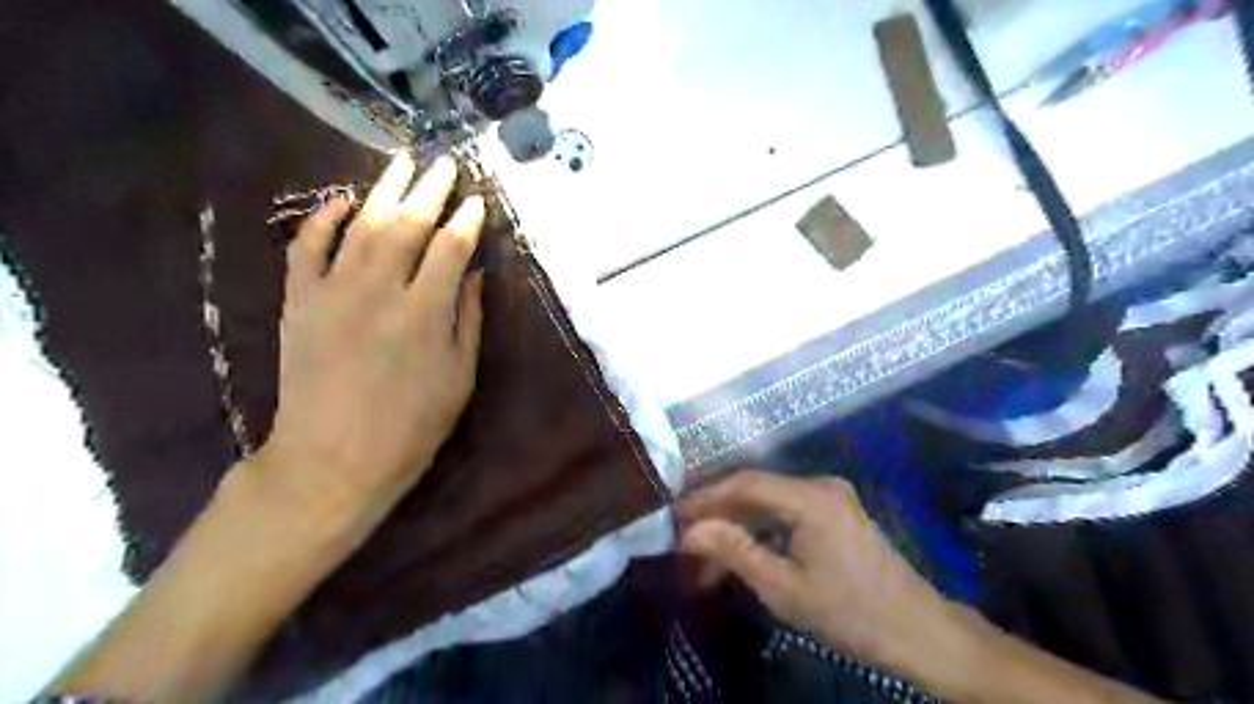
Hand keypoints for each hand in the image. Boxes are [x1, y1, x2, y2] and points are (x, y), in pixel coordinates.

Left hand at [249, 152, 483, 529]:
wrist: (333, 460)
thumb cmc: (411, 428)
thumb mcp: (459, 379)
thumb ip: (468, 320)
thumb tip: (473, 274)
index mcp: (426, 313)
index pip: (451, 248)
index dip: (467, 221)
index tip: (478, 200)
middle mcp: (380, 291)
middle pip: (408, 224)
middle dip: (431, 190)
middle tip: (446, 163)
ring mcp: (332, 292)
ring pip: (361, 225)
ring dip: (384, 189)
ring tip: (403, 162)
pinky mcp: (298, 302)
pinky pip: (306, 248)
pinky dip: (322, 219)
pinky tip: (340, 199)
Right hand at [682, 472, 956, 673]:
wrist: (917, 631)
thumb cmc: (850, 612)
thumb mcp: (785, 588)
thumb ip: (735, 552)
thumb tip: (691, 531)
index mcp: (811, 497)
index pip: (746, 484)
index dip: (707, 497)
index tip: (676, 514)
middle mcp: (820, 486)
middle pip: (756, 491)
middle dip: (719, 514)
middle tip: (685, 536)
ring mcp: (830, 497)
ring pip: (769, 504)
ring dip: (738, 526)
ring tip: (706, 554)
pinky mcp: (834, 513)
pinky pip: (786, 513)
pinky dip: (761, 531)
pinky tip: (740, 553)